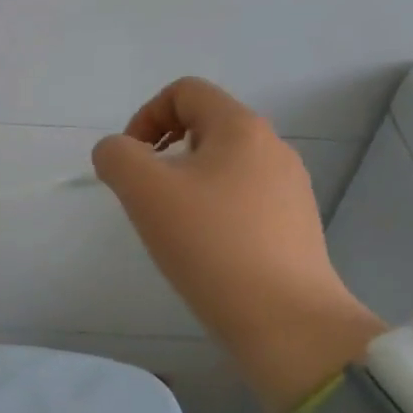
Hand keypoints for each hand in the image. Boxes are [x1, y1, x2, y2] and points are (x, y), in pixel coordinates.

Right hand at [92, 77, 382, 412]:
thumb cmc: (211, 245)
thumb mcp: (145, 192)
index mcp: (241, 127)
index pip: (185, 91)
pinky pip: (242, 199)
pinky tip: (206, 250)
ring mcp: (290, 188)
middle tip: (147, 198)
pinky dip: (214, 210)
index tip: (131, 162)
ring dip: (187, 183)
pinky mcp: (294, 225)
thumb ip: (117, 157)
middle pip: (205, 126)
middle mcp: (272, 147)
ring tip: (174, 228)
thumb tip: (117, 152)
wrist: (285, 320)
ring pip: (223, 165)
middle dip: (164, 153)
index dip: (145, 116)